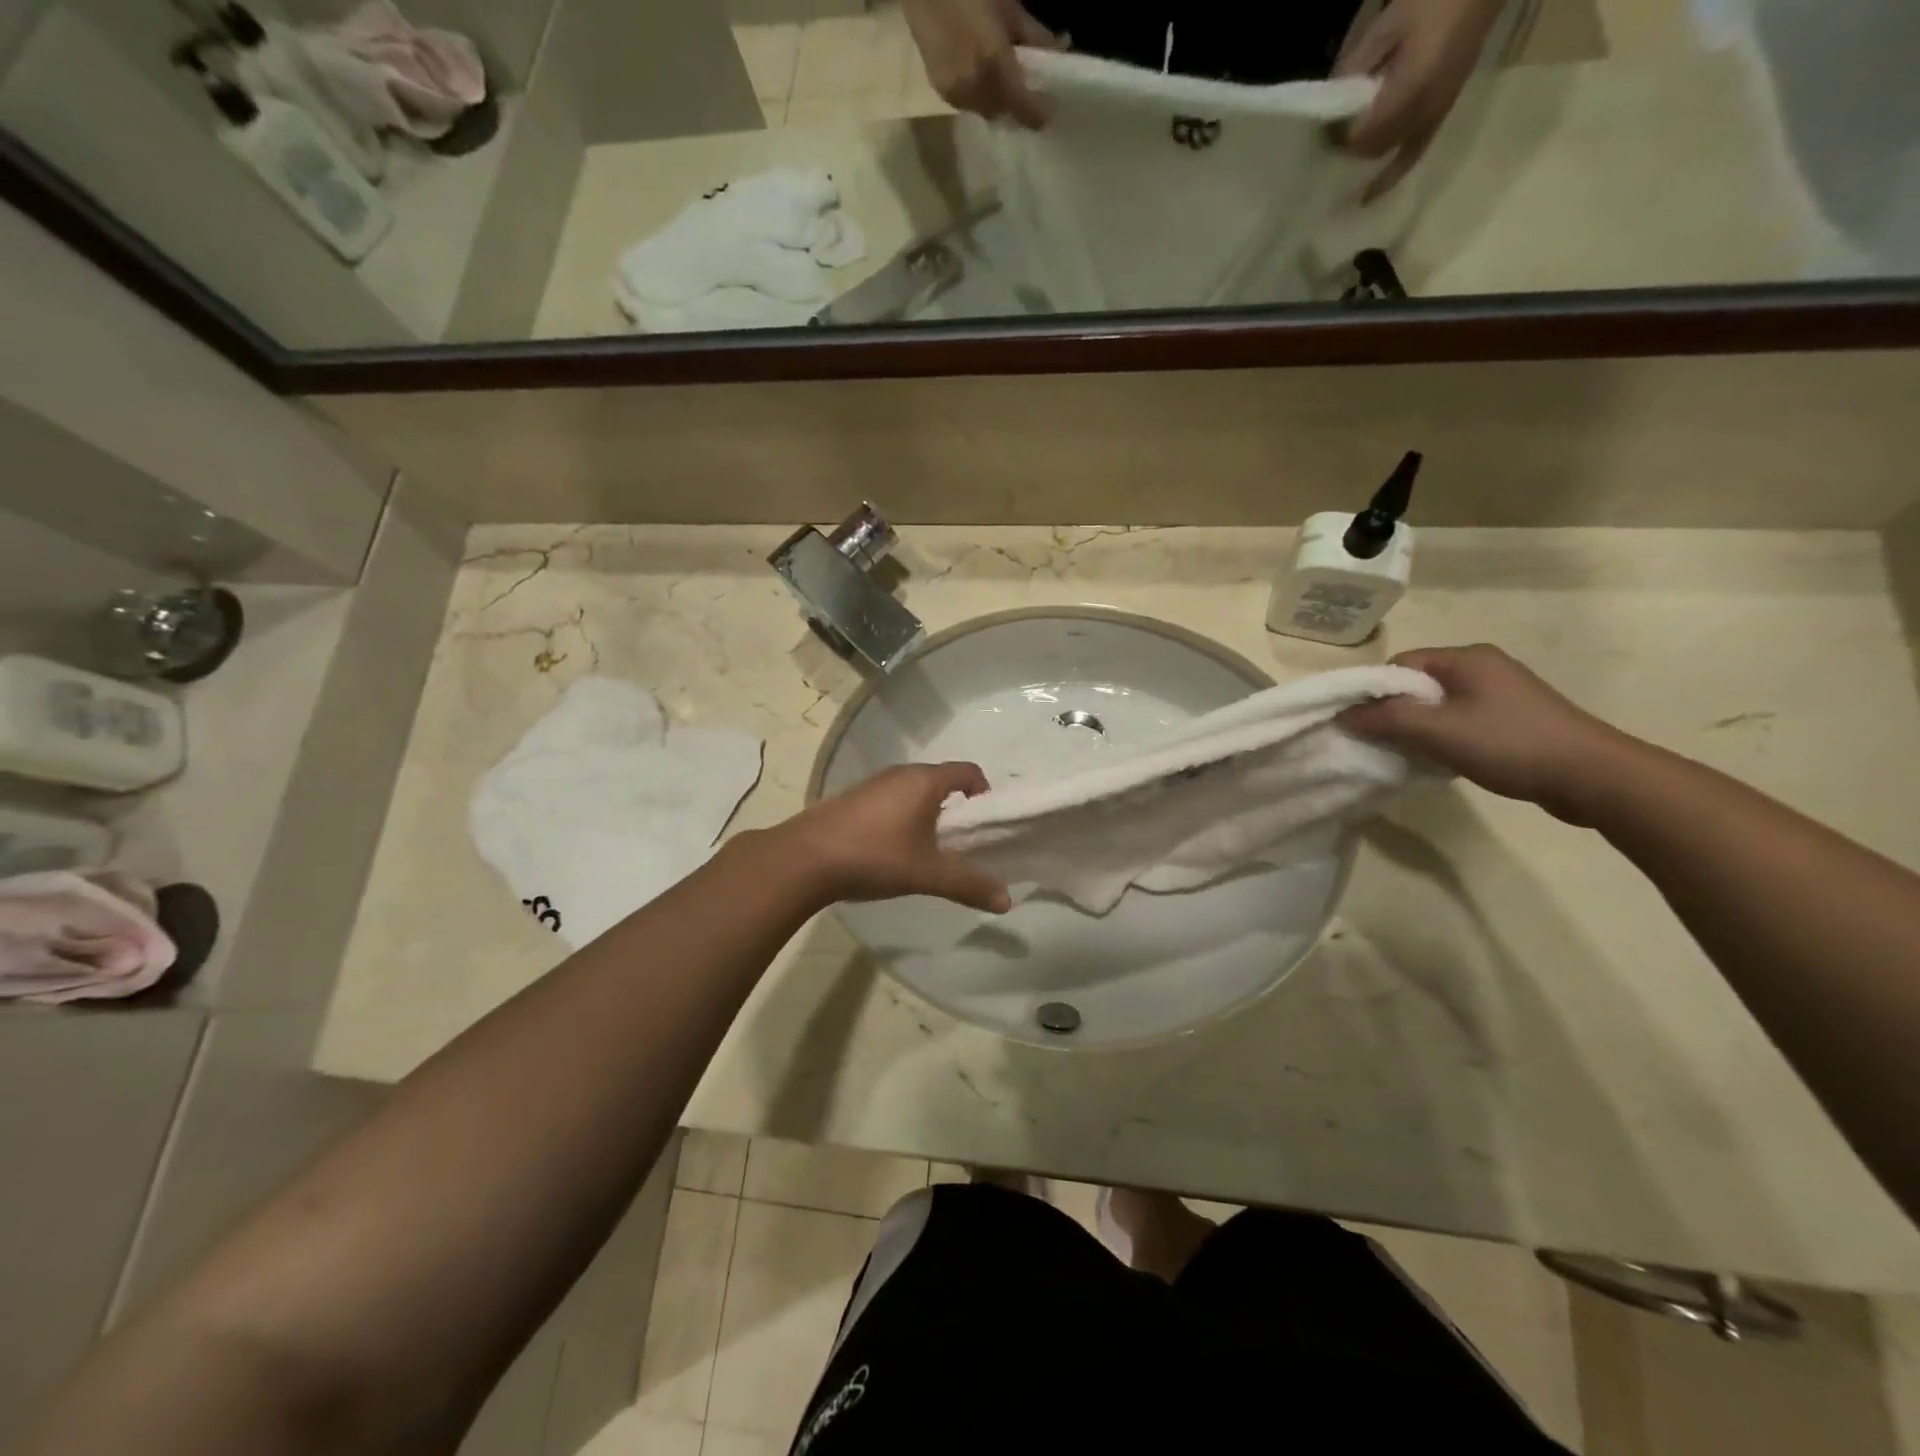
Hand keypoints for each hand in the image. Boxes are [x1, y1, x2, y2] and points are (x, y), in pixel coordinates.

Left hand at [779, 762, 1011, 911]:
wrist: (804, 859)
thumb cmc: (875, 856)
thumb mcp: (927, 874)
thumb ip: (968, 884)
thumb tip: (1007, 901)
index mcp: (924, 781)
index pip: (967, 771)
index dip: (984, 791)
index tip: (987, 820)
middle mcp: (900, 774)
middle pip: (940, 779)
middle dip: (956, 806)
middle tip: (962, 840)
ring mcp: (872, 784)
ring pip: (912, 790)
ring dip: (927, 811)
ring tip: (928, 847)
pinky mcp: (851, 799)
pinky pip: (889, 800)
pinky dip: (901, 816)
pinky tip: (892, 848)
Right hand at [902, 0, 1058, 128]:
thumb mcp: (1007, 4)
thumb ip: (1032, 33)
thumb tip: (1059, 48)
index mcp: (993, 64)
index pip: (1021, 105)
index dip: (1036, 115)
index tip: (1047, 118)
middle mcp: (974, 88)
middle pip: (1002, 112)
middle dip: (1015, 107)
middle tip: (1026, 94)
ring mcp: (955, 93)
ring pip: (984, 111)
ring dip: (996, 102)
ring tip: (1003, 83)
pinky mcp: (941, 90)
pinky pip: (967, 103)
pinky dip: (978, 96)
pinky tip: (980, 76)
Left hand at [1337, 0, 1503, 199]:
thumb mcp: (1387, 26)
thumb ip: (1356, 68)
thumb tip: (1329, 105)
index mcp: (1409, 90)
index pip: (1361, 135)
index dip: (1339, 137)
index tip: (1323, 131)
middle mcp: (1423, 112)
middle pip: (1372, 149)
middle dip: (1349, 148)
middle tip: (1330, 140)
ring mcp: (1435, 116)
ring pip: (1386, 155)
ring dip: (1365, 156)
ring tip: (1343, 156)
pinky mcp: (1441, 115)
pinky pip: (1412, 155)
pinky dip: (1390, 175)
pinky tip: (1369, 195)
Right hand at [1338, 644, 1644, 825]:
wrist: (1593, 776)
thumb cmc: (1510, 744)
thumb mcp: (1437, 731)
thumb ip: (1386, 719)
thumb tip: (1342, 714)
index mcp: (1466, 658)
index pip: (1400, 665)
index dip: (1375, 692)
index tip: (1364, 724)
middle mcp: (1483, 666)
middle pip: (1418, 684)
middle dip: (1395, 711)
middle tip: (1384, 742)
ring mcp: (1502, 692)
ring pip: (1439, 704)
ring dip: (1420, 727)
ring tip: (1413, 753)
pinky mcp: (1514, 717)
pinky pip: (1461, 718)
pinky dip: (1444, 735)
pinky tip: (1443, 758)